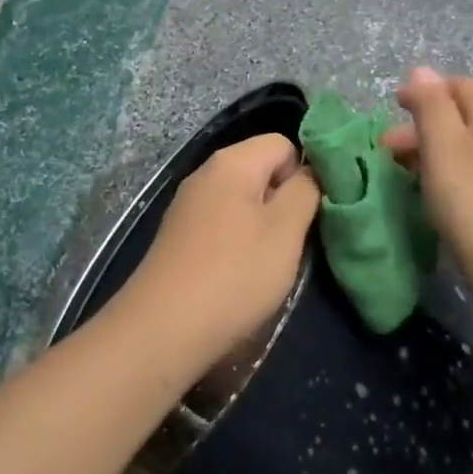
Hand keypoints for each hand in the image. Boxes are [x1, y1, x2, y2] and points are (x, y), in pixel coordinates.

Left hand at [117, 133, 321, 367]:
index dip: (303, 174)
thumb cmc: (235, 274)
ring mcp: (188, 205)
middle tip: (293, 241)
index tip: (310, 214)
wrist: (163, 329)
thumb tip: (308, 172)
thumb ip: (305, 191)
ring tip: (268, 262)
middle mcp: (205, 173)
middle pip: (261, 170)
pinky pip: (222, 223)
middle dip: (283, 201)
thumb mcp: (286, 230)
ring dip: (262, 226)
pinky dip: (237, 242)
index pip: (284, 144)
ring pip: (242, 200)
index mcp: (232, 161)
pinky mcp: (178, 235)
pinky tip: (238, 275)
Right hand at [381, 68, 472, 298]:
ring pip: (471, 146)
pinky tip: (437, 195)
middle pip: (465, 116)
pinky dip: (453, 173)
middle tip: (388, 150)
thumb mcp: (443, 146)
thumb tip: (422, 70)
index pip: (460, 86)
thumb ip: (431, 105)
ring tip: (405, 174)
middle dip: (424, 125)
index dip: (424, 92)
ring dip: (435, 151)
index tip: (392, 109)